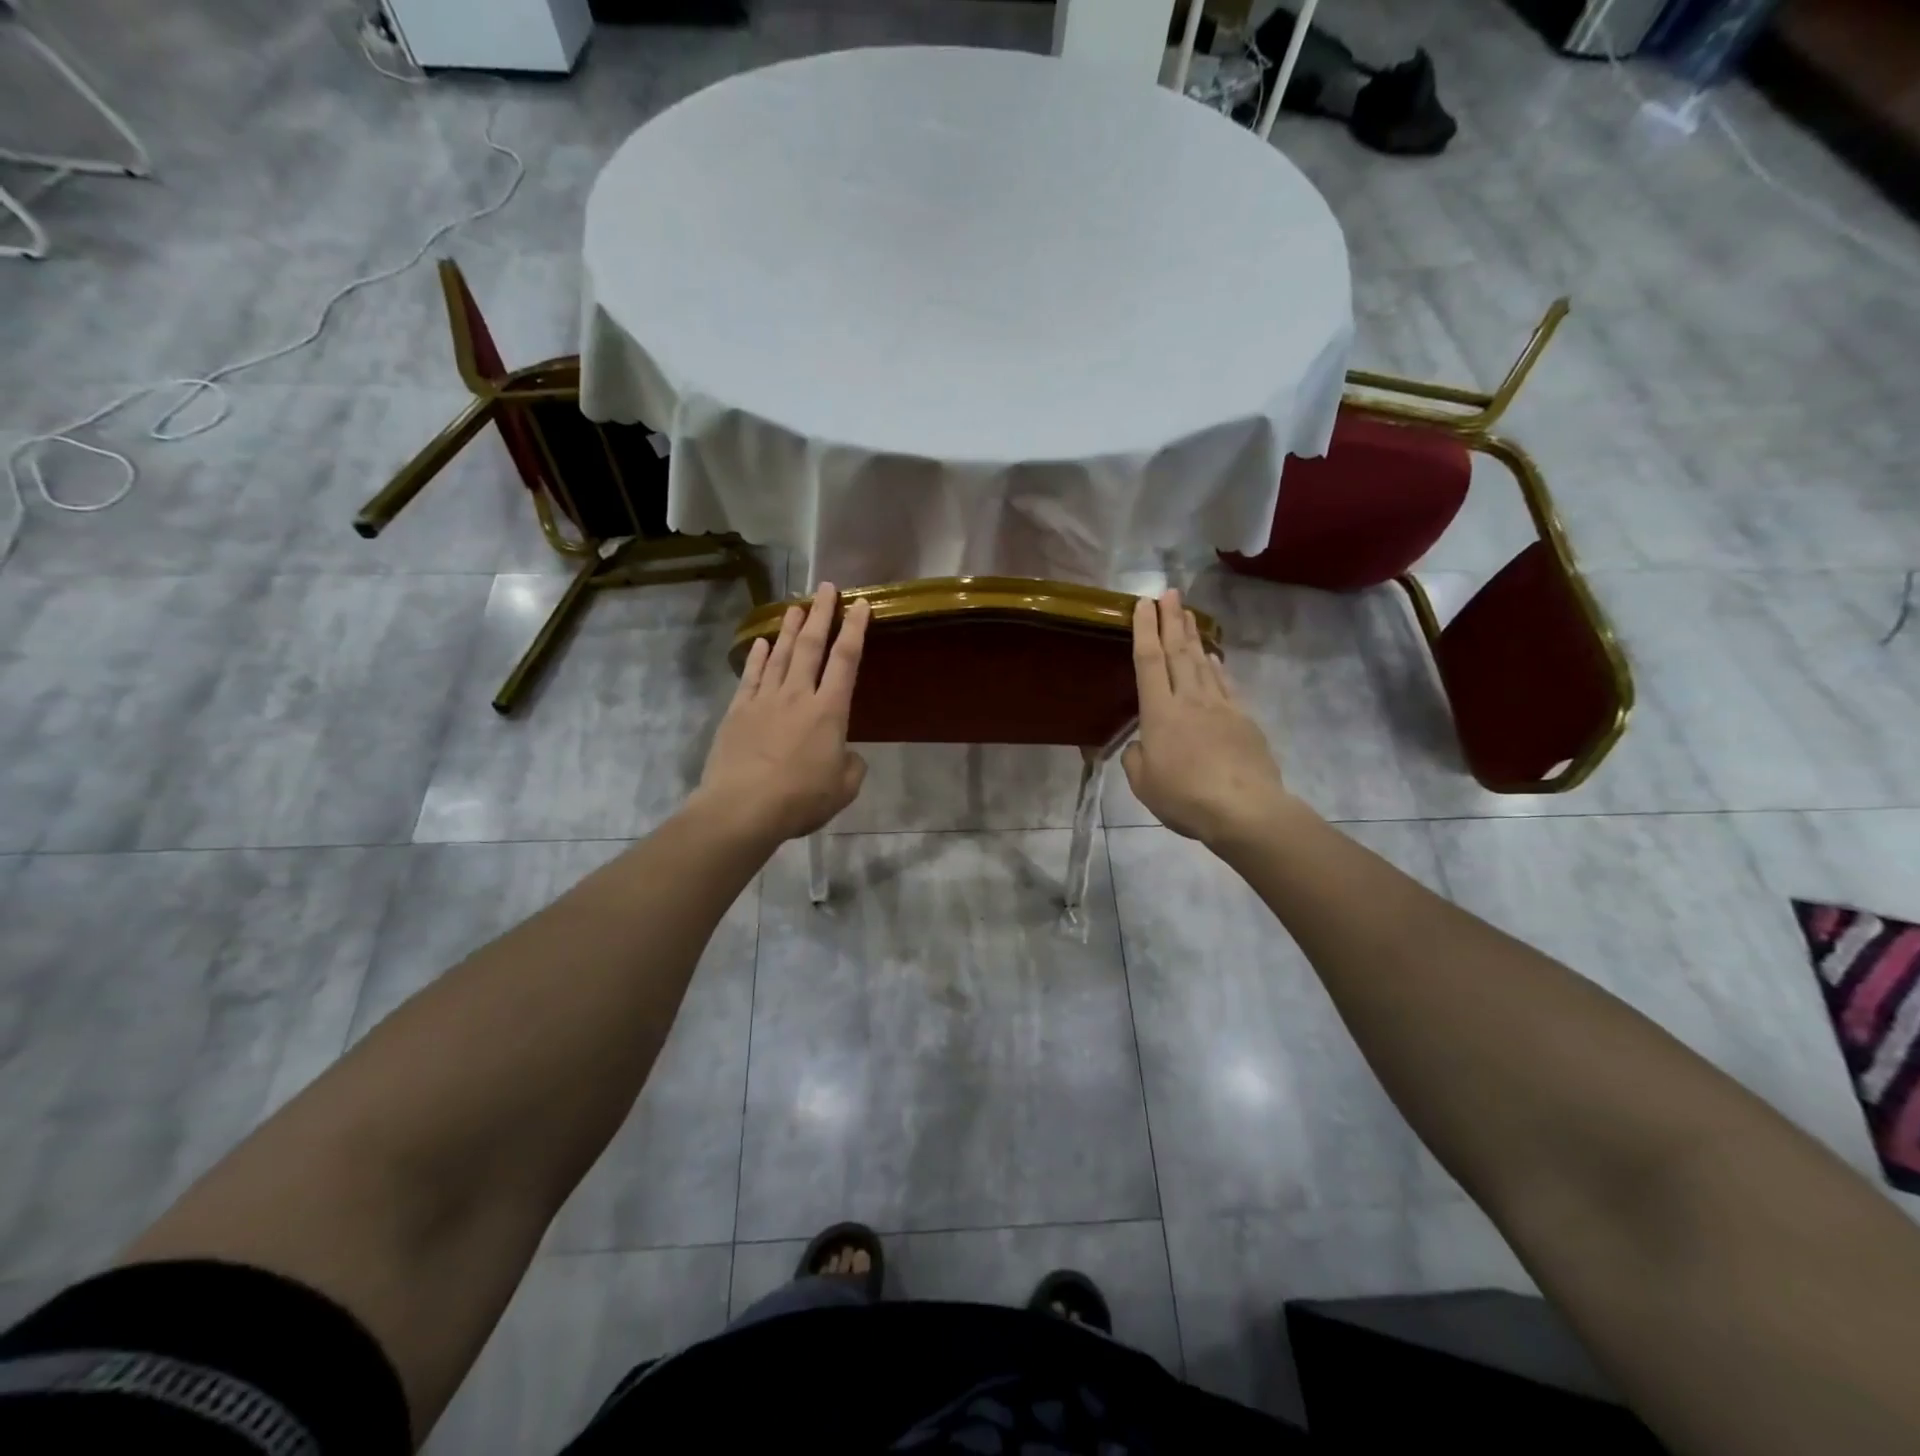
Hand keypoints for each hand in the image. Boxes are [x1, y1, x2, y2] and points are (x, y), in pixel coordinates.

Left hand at [694, 584, 870, 843]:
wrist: (743, 808)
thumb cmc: (800, 799)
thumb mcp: (843, 789)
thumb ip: (852, 767)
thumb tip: (847, 755)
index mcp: (830, 711)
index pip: (846, 660)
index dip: (855, 630)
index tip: (861, 605)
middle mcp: (798, 695)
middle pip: (812, 645)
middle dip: (821, 614)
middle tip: (827, 588)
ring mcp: (765, 700)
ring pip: (781, 654)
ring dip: (790, 628)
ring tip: (796, 606)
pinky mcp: (738, 711)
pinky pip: (751, 676)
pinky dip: (758, 657)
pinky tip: (763, 643)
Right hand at [1123, 589, 1295, 845]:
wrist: (1244, 809)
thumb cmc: (1185, 797)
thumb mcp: (1143, 784)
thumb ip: (1136, 758)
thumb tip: (1142, 744)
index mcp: (1159, 713)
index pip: (1149, 661)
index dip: (1144, 630)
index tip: (1143, 604)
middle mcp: (1189, 700)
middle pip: (1178, 652)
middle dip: (1171, 620)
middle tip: (1169, 593)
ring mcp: (1220, 707)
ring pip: (1203, 663)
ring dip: (1194, 636)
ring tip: (1188, 615)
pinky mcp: (1243, 719)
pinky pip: (1226, 684)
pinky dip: (1218, 668)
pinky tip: (1215, 659)